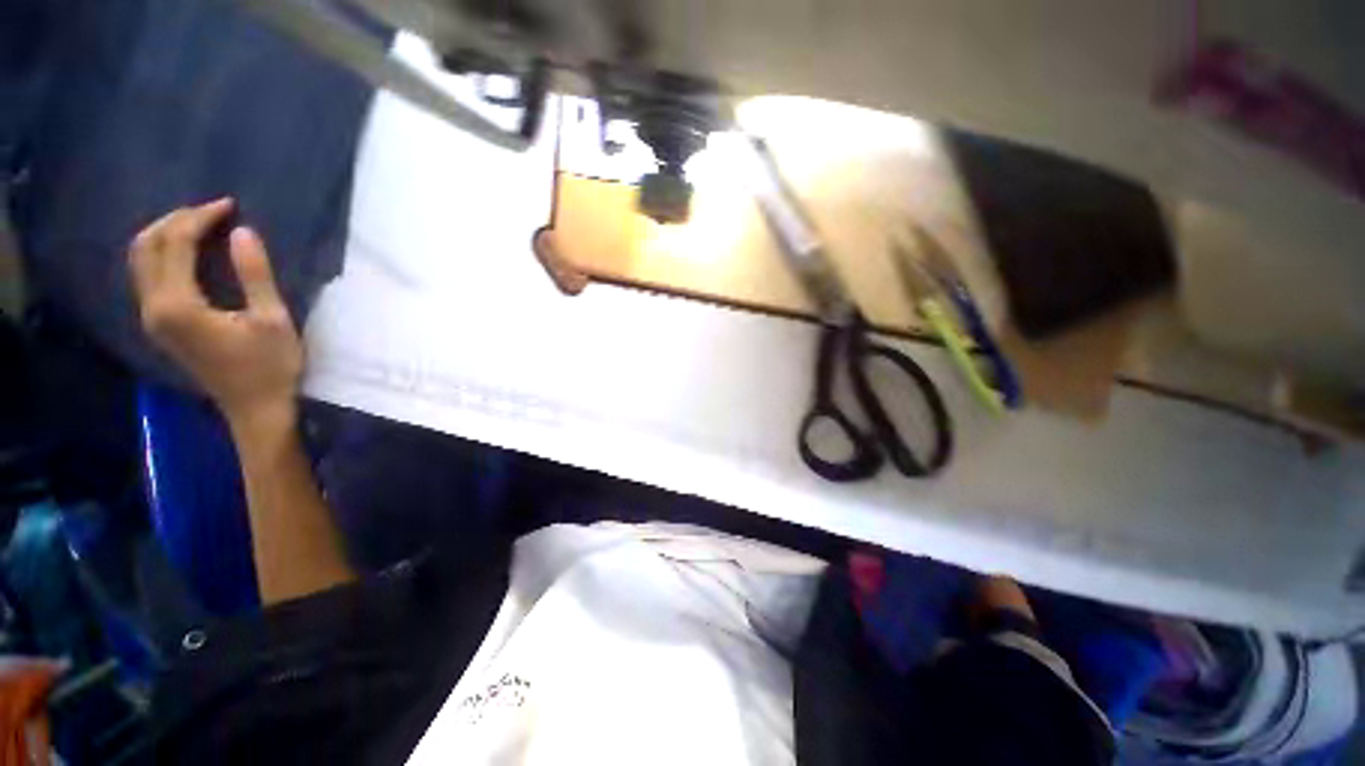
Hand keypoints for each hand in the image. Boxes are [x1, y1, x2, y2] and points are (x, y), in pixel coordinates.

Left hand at [129, 198, 302, 427]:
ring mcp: (152, 318)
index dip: (200, 218)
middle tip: (213, 212)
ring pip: (141, 260)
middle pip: (146, 247)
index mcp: (177, 305)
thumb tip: (242, 232)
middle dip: (176, 221)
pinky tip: (187, 252)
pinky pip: (148, 276)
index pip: (175, 244)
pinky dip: (163, 254)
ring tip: (200, 226)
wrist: (254, 407)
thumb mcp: (272, 319)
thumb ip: (254, 275)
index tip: (230, 205)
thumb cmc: (270, 366)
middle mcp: (153, 307)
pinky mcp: (159, 324)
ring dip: (166, 235)